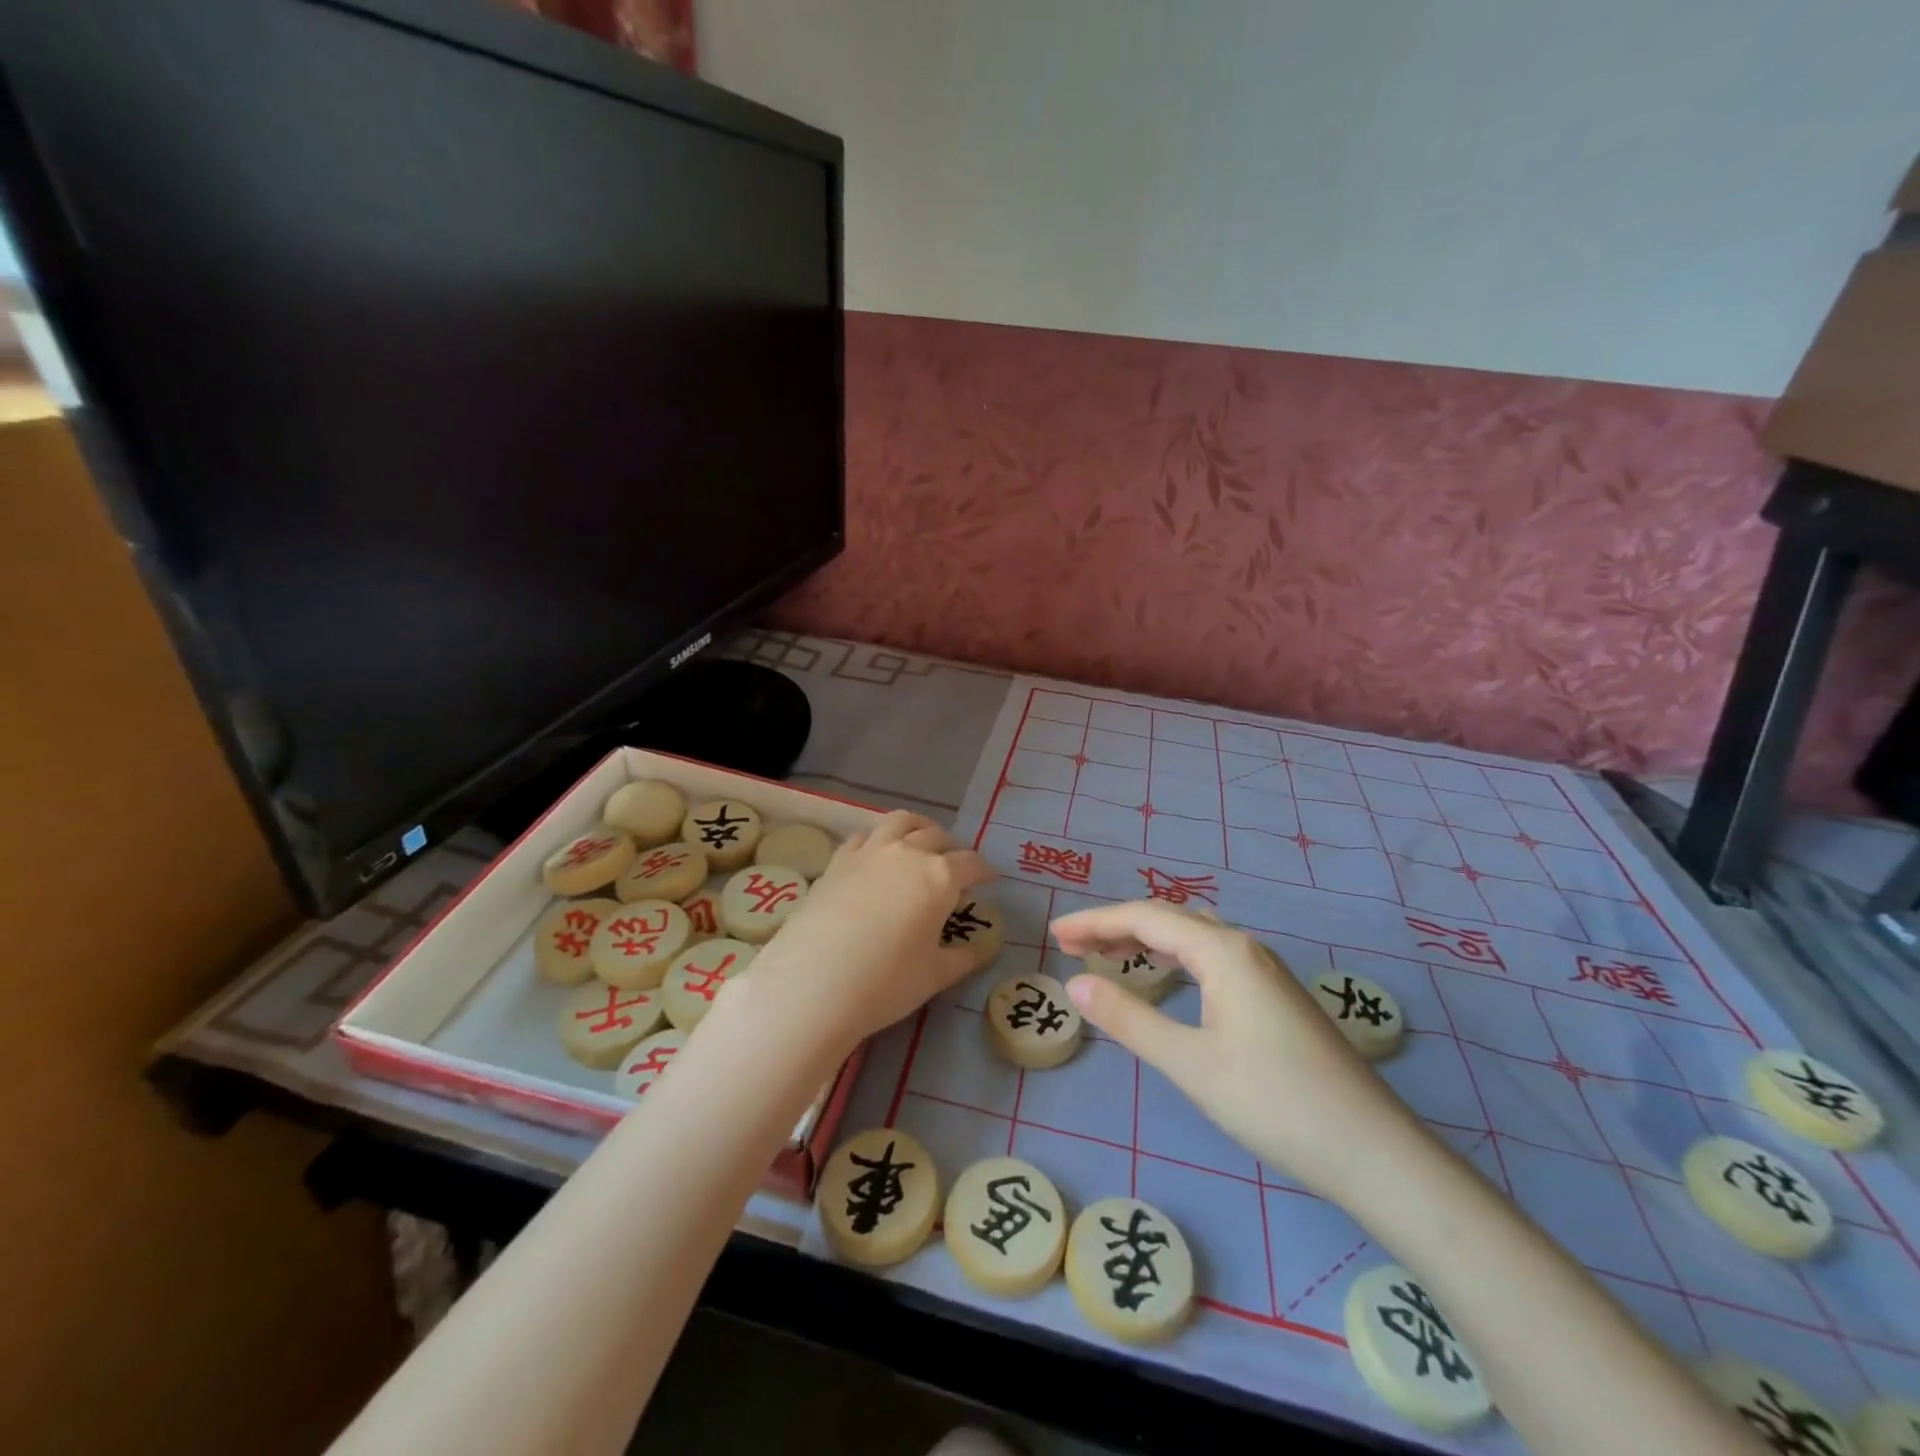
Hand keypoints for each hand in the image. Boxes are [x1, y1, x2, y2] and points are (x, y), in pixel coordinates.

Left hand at [743, 812, 992, 1048]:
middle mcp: (907, 854)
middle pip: (937, 837)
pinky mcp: (837, 862)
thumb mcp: (935, 976)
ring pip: (900, 822)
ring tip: (921, 841)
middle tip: (956, 866)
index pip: (971, 864)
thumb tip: (983, 949)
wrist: (814, 983)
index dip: (984, 871)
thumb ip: (964, 958)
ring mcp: (869, 853)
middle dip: (952, 848)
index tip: (989, 879)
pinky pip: (863, 836)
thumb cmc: (886, 983)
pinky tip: (876, 854)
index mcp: (939, 878)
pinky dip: (878, 838)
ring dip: (918, 827)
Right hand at [1051, 901, 1420, 1198]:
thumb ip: (1129, 1018)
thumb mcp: (1190, 1062)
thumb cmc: (1274, 1102)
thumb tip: (1075, 983)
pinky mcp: (1276, 998)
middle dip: (1117, 925)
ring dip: (1147, 939)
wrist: (1373, 1152)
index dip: (1096, 921)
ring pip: (1193, 937)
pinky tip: (1167, 982)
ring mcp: (1265, 971)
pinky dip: (1175, 958)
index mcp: (1223, 951)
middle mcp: (1244, 948)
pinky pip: (1211, 958)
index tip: (1055, 933)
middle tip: (1072, 944)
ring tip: (1108, 955)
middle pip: (1169, 919)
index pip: (1145, 917)